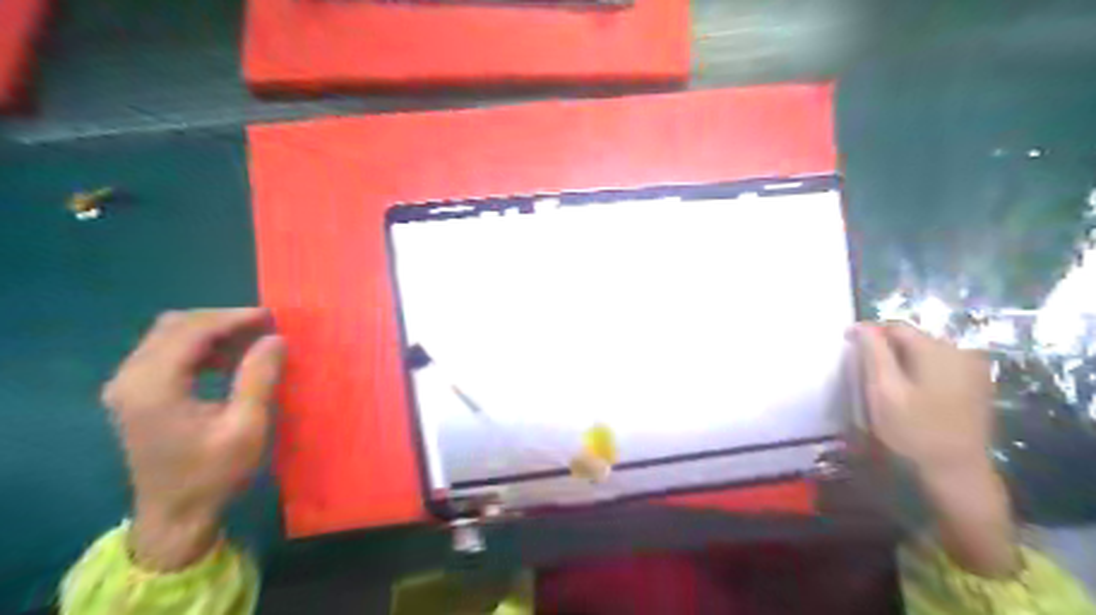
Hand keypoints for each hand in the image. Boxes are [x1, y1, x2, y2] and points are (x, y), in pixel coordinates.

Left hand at [99, 307, 282, 570]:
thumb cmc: (214, 474)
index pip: (192, 330)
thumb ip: (259, 378)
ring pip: (168, 335)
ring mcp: (127, 386)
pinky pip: (165, 352)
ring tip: (251, 340)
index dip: (233, 318)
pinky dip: (199, 347)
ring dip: (211, 331)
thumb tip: (275, 338)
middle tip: (264, 326)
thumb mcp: (247, 426)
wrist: (175, 516)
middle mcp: (130, 378)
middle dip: (222, 320)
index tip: (272, 316)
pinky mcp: (134, 394)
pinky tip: (226, 360)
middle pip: (175, 325)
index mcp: (154, 386)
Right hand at [852, 324, 1000, 472]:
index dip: (869, 333)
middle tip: (865, 369)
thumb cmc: (913, 429)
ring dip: (903, 359)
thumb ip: (873, 353)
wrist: (957, 469)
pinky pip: (941, 364)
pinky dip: (921, 369)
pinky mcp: (977, 383)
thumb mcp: (883, 390)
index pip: (895, 327)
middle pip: (912, 337)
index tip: (848, 347)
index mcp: (935, 349)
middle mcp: (959, 350)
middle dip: (886, 347)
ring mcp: (973, 368)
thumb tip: (861, 326)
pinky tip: (912, 390)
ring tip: (886, 380)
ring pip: (926, 351)